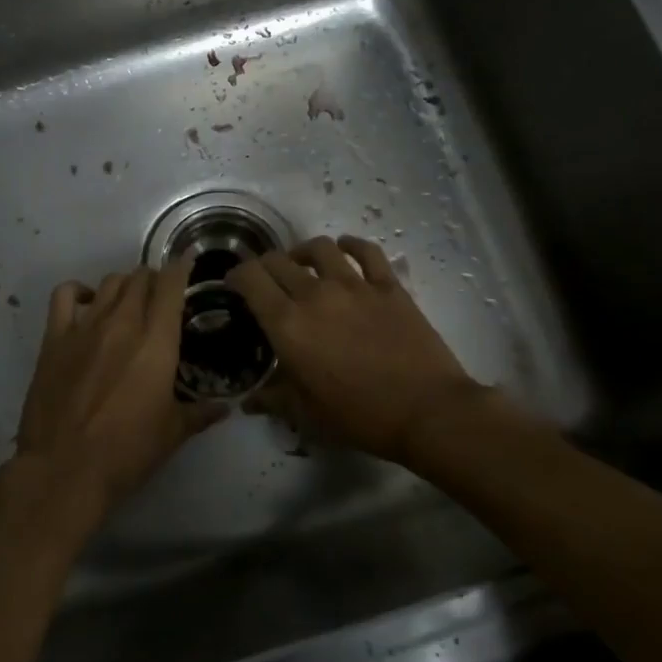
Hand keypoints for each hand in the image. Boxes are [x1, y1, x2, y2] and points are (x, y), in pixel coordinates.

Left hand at [0, 255, 219, 547]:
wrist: (64, 469)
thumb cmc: (126, 453)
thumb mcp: (173, 434)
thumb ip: (200, 413)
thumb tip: (225, 408)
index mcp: (157, 341)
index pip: (171, 285)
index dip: (181, 269)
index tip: (187, 264)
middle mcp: (123, 323)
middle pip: (140, 278)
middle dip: (154, 279)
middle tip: (161, 294)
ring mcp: (85, 326)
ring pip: (110, 282)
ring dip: (125, 284)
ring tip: (130, 299)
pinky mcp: (55, 337)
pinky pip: (66, 295)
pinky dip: (80, 291)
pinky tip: (88, 303)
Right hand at [228, 235, 488, 463]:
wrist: (427, 411)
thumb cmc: (360, 417)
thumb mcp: (307, 415)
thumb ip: (273, 399)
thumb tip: (248, 401)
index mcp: (288, 325)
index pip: (251, 279)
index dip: (236, 275)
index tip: (234, 283)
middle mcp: (315, 294)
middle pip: (278, 261)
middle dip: (264, 265)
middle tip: (264, 279)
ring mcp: (354, 286)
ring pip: (320, 248)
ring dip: (303, 251)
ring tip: (302, 263)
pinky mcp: (388, 286)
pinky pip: (367, 252)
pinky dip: (352, 245)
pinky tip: (346, 249)